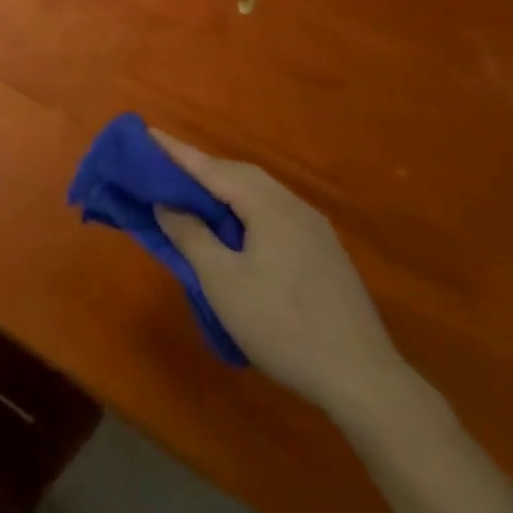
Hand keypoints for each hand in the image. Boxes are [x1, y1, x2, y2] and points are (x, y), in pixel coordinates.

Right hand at [152, 130, 403, 416]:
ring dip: (224, 190)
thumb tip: (166, 204)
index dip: (176, 152)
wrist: (365, 381)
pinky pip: (274, 214)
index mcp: (267, 204)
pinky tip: (237, 230)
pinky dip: (245, 210)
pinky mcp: (325, 253)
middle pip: (238, 174)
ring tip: (195, 197)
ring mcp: (314, 228)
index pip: (211, 168)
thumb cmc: (283, 325)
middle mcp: (293, 205)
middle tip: (166, 167)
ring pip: (259, 194)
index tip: (147, 132)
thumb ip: (190, 235)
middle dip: (201, 169)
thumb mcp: (222, 282)